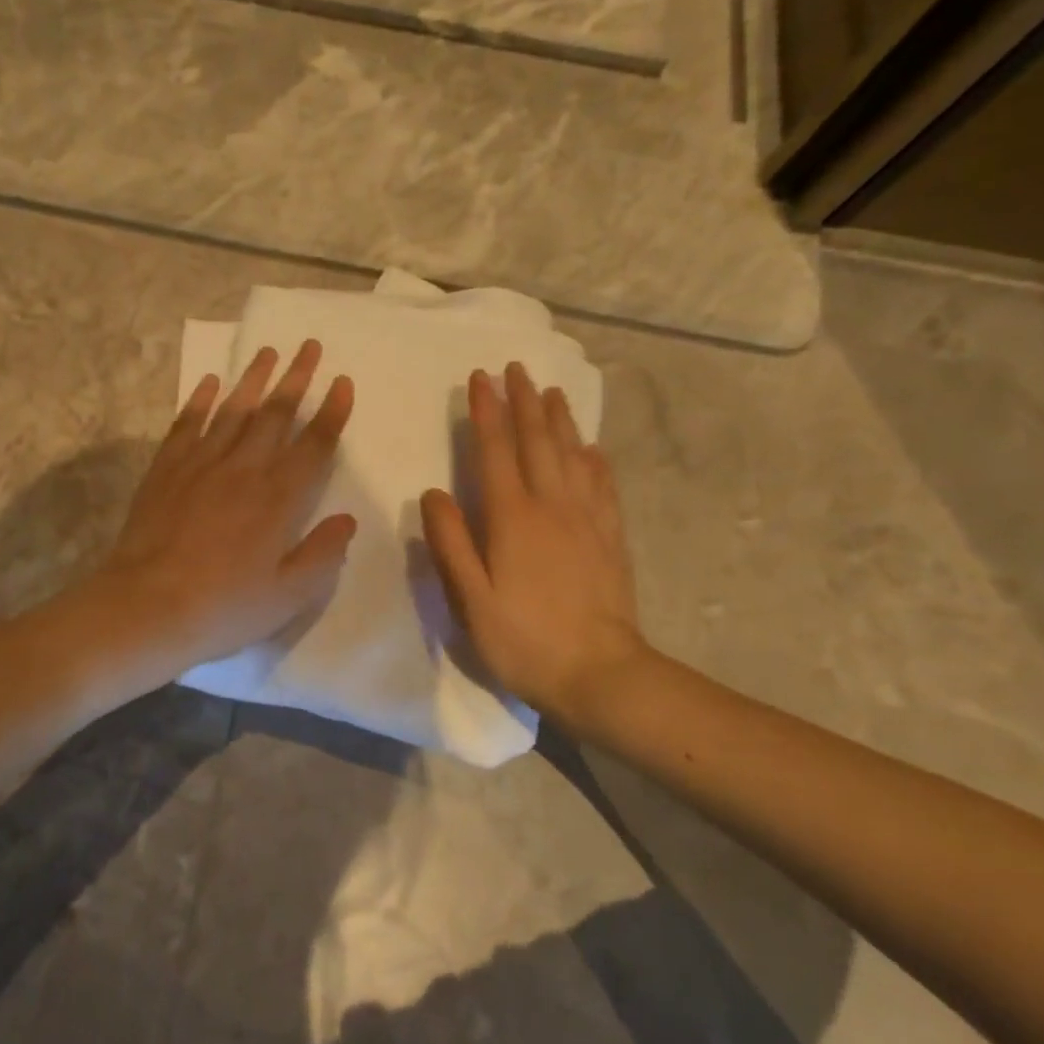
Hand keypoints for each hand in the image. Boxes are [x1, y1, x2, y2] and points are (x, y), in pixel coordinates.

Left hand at [95, 341, 356, 674]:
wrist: (147, 608)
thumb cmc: (224, 607)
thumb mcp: (289, 595)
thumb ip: (323, 554)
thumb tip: (346, 520)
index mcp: (279, 499)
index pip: (314, 445)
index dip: (332, 412)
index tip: (343, 382)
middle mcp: (243, 470)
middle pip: (275, 415)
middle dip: (296, 378)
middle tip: (309, 346)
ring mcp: (201, 465)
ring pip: (233, 410)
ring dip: (253, 379)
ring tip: (268, 351)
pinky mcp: (166, 470)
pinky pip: (186, 425)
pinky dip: (199, 401)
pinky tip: (208, 382)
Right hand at [420, 362, 647, 720]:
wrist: (599, 674)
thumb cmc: (523, 639)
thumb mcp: (470, 598)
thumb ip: (450, 542)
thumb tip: (433, 493)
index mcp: (512, 518)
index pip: (496, 451)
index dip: (487, 412)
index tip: (480, 378)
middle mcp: (552, 506)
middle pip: (537, 442)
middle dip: (523, 402)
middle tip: (516, 368)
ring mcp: (587, 520)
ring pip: (572, 455)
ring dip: (559, 420)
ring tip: (551, 392)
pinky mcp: (611, 538)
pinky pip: (602, 485)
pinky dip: (594, 460)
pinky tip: (592, 448)